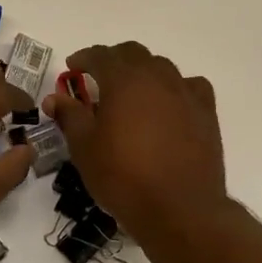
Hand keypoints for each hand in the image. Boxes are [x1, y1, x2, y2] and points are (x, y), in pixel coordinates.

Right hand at [43, 41, 227, 239]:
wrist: (179, 208)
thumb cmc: (123, 176)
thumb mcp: (84, 147)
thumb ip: (70, 116)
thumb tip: (55, 98)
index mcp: (124, 79)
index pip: (100, 55)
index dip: (84, 58)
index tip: (72, 67)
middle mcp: (157, 77)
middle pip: (133, 54)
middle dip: (113, 60)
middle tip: (99, 78)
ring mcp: (185, 93)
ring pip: (162, 67)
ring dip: (142, 72)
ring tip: (131, 93)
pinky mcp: (206, 112)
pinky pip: (189, 87)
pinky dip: (174, 88)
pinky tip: (169, 104)